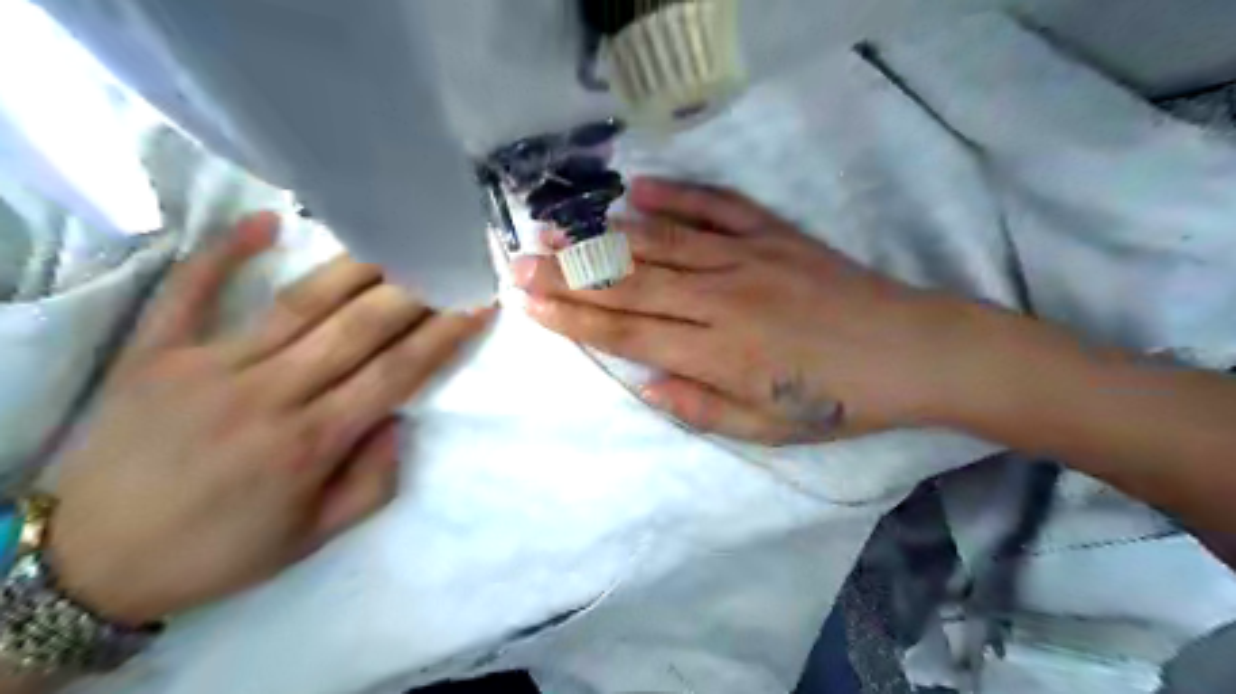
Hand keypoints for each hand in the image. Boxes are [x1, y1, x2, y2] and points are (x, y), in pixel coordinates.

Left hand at [47, 213, 492, 624]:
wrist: (85, 563)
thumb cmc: (217, 551)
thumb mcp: (312, 539)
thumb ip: (371, 482)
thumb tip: (397, 420)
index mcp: (311, 442)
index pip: (398, 372)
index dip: (445, 334)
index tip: (477, 304)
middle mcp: (270, 393)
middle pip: (360, 327)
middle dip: (415, 290)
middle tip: (447, 261)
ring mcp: (210, 365)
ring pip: (300, 303)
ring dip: (356, 267)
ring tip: (394, 239)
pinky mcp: (156, 353)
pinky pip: (191, 291)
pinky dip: (225, 252)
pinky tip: (264, 222)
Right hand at [512, 179, 973, 443]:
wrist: (913, 351)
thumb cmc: (838, 401)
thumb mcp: (768, 430)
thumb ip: (700, 407)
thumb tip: (643, 381)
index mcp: (718, 354)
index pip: (628, 332)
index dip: (574, 319)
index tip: (530, 305)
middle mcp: (723, 300)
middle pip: (631, 284)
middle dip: (569, 275)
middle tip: (520, 261)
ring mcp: (749, 259)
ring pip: (662, 245)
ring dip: (604, 237)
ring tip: (557, 229)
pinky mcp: (776, 235)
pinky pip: (718, 208)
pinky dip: (677, 198)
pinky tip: (637, 191)